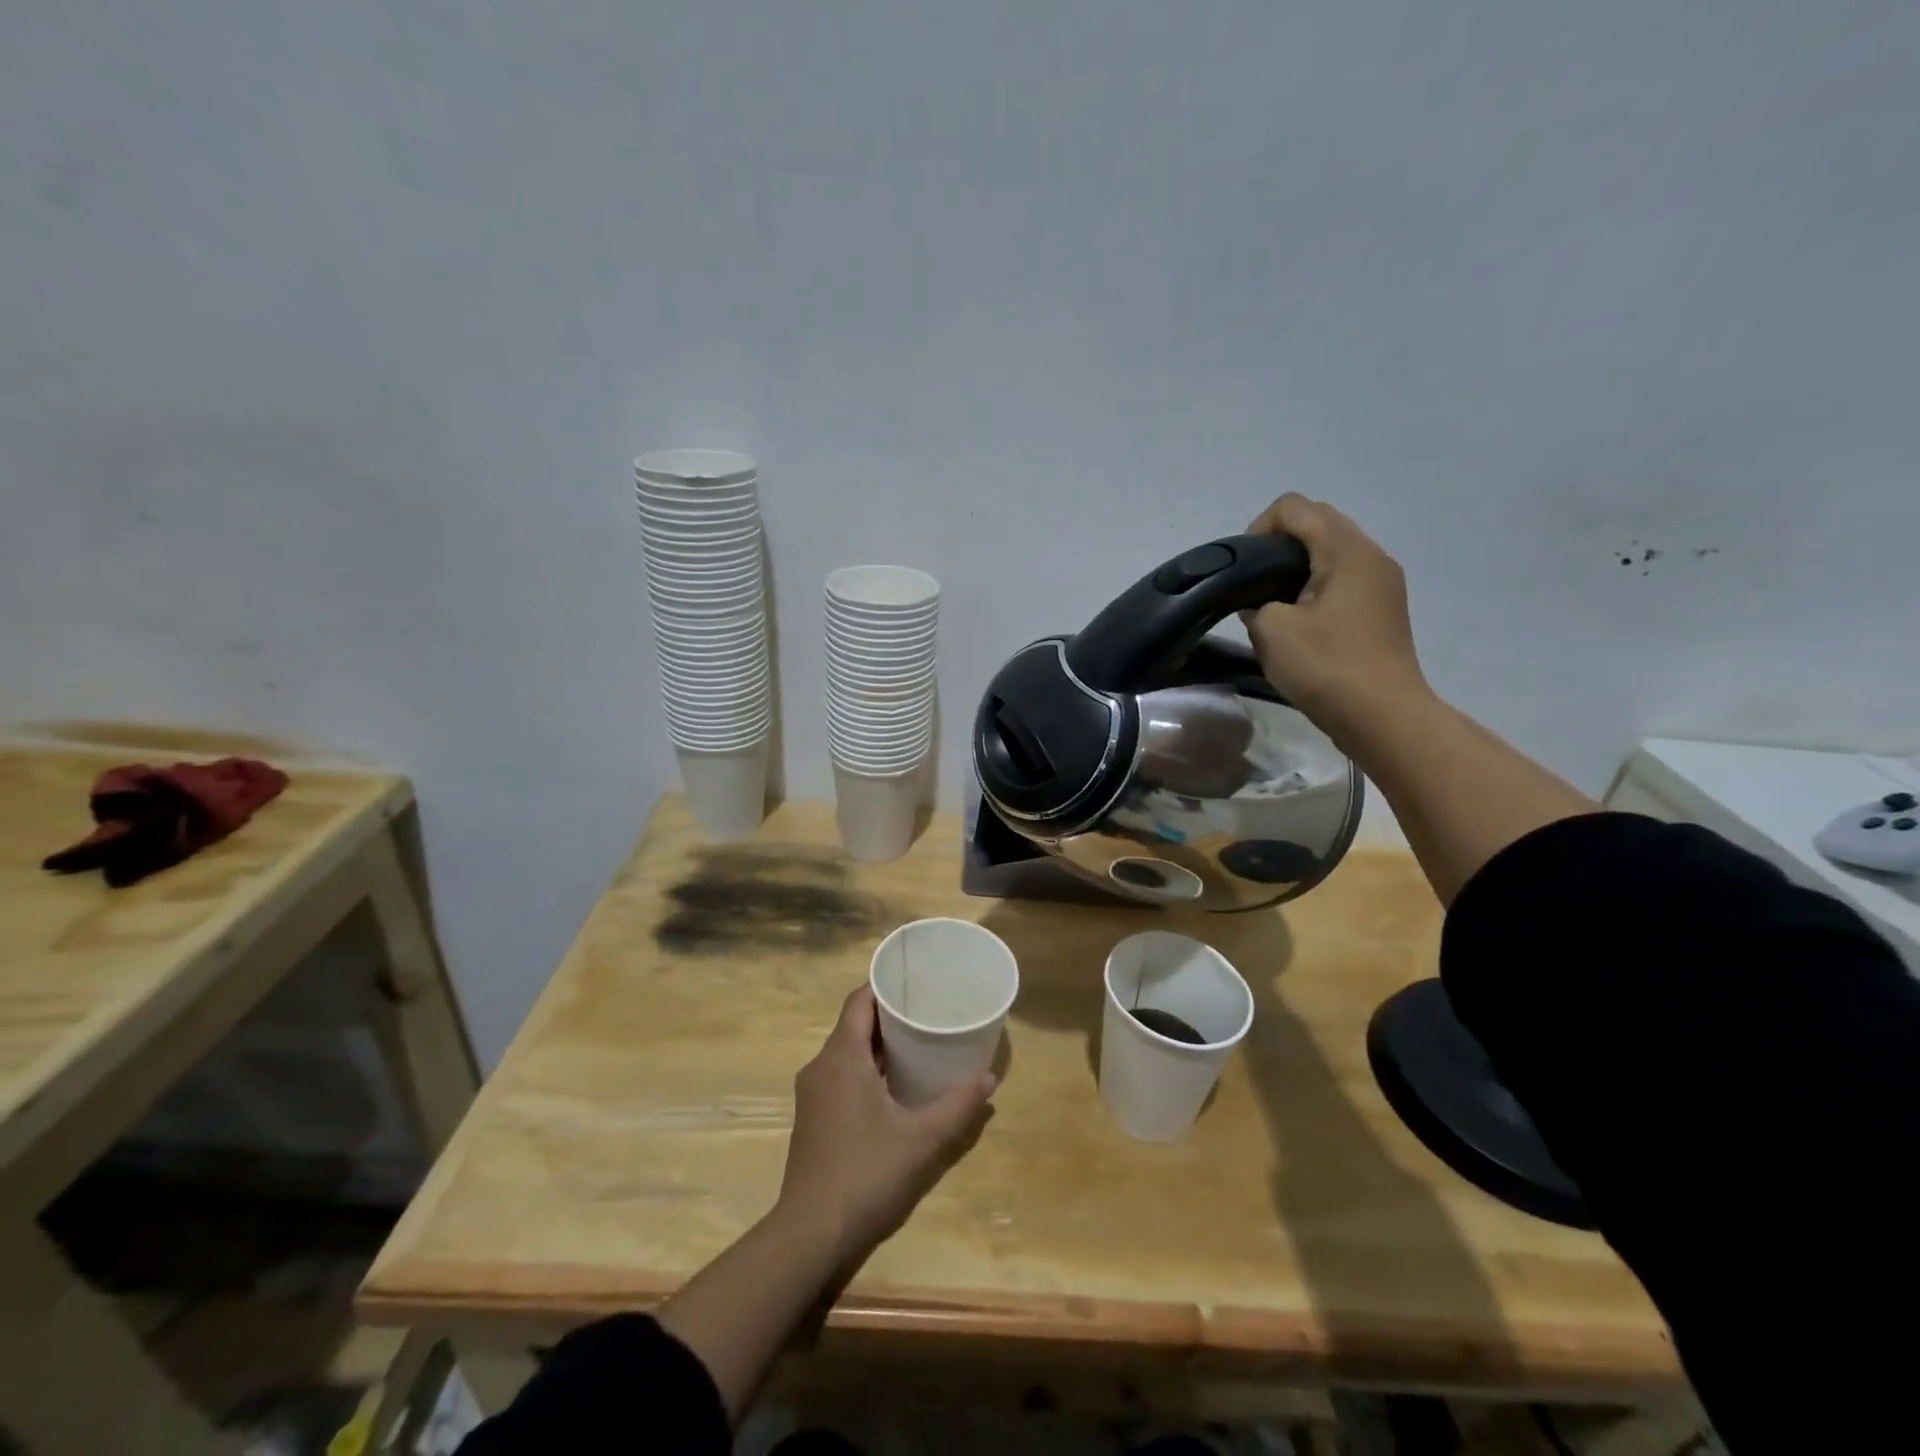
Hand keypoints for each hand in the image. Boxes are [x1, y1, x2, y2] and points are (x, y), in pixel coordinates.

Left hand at [776, 986, 994, 1261]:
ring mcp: (812, 1093)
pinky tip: (893, 1087)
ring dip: (878, 1046)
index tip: (917, 982)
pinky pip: (840, 1075)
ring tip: (918, 1046)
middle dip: (889, 1016)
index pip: (860, 999)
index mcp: (842, 1056)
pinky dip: (866, 1069)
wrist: (810, 1234)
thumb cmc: (866, 1173)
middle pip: (855, 1024)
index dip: (886, 985)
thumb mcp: (922, 1139)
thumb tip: (990, 1079)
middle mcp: (821, 1065)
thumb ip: (958, 1106)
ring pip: (847, 1051)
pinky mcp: (812, 1118)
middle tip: (928, 1013)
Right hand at [1244, 494, 1430, 733]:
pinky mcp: (1382, 609)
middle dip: (1277, 546)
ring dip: (1296, 569)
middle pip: (1316, 523)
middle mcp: (1371, 555)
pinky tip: (1299, 624)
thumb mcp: (1271, 629)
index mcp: (1346, 550)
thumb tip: (1262, 602)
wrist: (1382, 716)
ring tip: (1273, 608)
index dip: (1258, 529)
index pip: (1294, 507)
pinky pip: (1341, 579)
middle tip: (1254, 587)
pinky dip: (1314, 588)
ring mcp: (1382, 582)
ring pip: (1330, 553)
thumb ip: (1255, 602)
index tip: (1243, 570)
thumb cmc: (1326, 666)